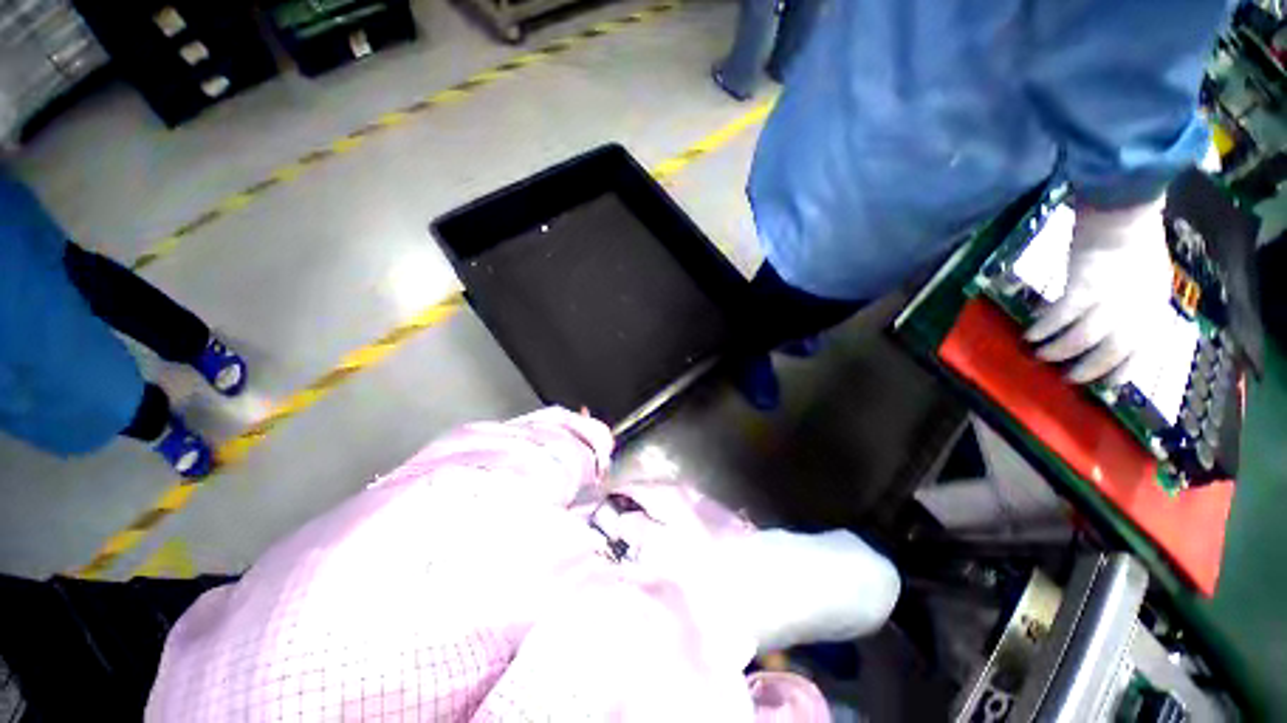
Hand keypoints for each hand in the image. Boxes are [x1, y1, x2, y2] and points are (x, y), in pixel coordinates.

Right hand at [1025, 198, 1173, 384]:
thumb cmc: (1134, 239)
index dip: (1124, 372)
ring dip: (1059, 350)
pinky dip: (1044, 328)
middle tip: (1067, 378)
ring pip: (1085, 338)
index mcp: (1154, 306)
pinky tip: (1030, 333)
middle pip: (1113, 350)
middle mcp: (1136, 308)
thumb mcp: (1146, 276)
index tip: (1105, 386)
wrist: (1123, 208)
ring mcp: (1111, 297)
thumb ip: (1134, 303)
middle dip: (1089, 369)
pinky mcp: (1085, 285)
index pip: (1143, 351)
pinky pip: (1061, 316)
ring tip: (1038, 354)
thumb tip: (1112, 328)